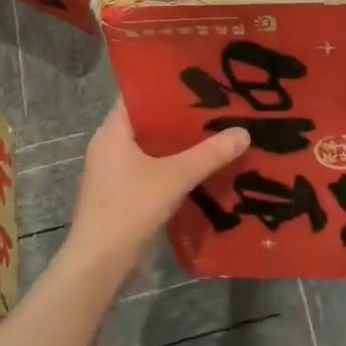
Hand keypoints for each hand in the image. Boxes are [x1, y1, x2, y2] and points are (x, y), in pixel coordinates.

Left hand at [64, 102, 248, 277]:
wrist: (101, 264)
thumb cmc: (130, 208)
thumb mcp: (175, 177)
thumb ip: (210, 154)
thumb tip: (244, 132)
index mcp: (113, 132)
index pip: (139, 95)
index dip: (168, 86)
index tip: (200, 81)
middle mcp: (111, 147)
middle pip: (150, 123)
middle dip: (183, 118)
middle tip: (219, 107)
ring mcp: (116, 173)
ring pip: (154, 149)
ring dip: (182, 146)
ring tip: (219, 134)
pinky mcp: (125, 196)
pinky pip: (154, 172)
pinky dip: (176, 168)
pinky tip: (205, 169)